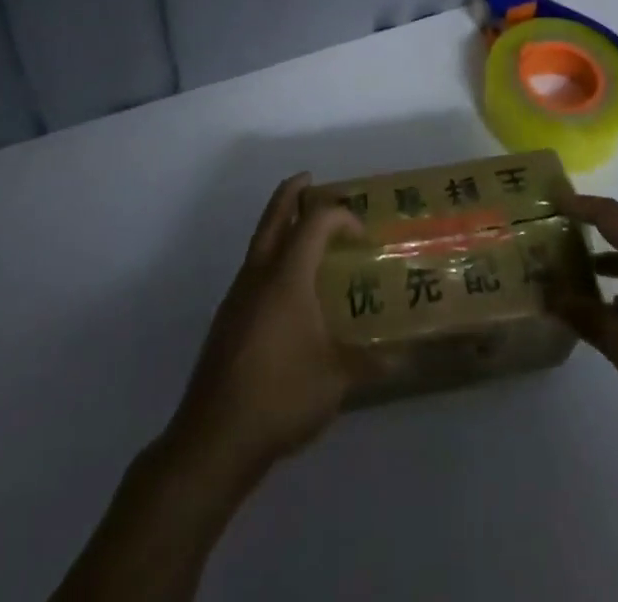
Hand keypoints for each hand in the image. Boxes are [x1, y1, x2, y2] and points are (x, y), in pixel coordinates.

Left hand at [166, 173, 365, 477]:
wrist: (214, 437)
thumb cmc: (281, 395)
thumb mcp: (336, 380)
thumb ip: (369, 364)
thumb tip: (403, 361)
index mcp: (287, 275)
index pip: (314, 222)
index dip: (340, 216)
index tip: (361, 234)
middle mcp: (259, 274)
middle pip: (274, 217)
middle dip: (291, 193)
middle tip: (309, 179)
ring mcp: (238, 296)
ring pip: (259, 242)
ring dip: (278, 224)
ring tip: (301, 230)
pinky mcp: (227, 320)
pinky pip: (253, 269)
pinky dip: (270, 257)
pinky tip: (285, 288)